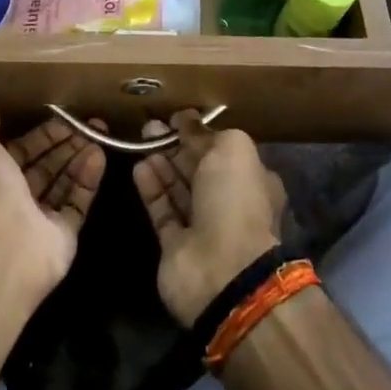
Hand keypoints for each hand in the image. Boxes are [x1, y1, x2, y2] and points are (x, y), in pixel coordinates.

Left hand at [0, 113, 104, 287]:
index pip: (16, 150)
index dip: (38, 133)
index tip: (61, 115)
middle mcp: (9, 199)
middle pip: (42, 165)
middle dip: (64, 142)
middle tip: (88, 122)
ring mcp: (35, 221)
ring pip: (61, 183)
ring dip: (79, 156)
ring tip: (99, 131)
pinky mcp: (60, 239)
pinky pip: (77, 205)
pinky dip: (88, 179)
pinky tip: (99, 155)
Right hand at [134, 112, 286, 325]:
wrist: (224, 271)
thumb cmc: (235, 201)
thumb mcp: (232, 150)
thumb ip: (207, 133)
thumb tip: (187, 120)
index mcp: (251, 180)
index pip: (222, 151)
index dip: (200, 133)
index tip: (176, 118)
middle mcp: (230, 203)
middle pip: (198, 168)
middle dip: (176, 145)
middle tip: (151, 126)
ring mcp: (203, 227)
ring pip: (178, 188)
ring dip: (161, 164)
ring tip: (141, 139)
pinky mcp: (177, 247)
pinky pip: (162, 211)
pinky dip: (151, 188)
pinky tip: (139, 166)